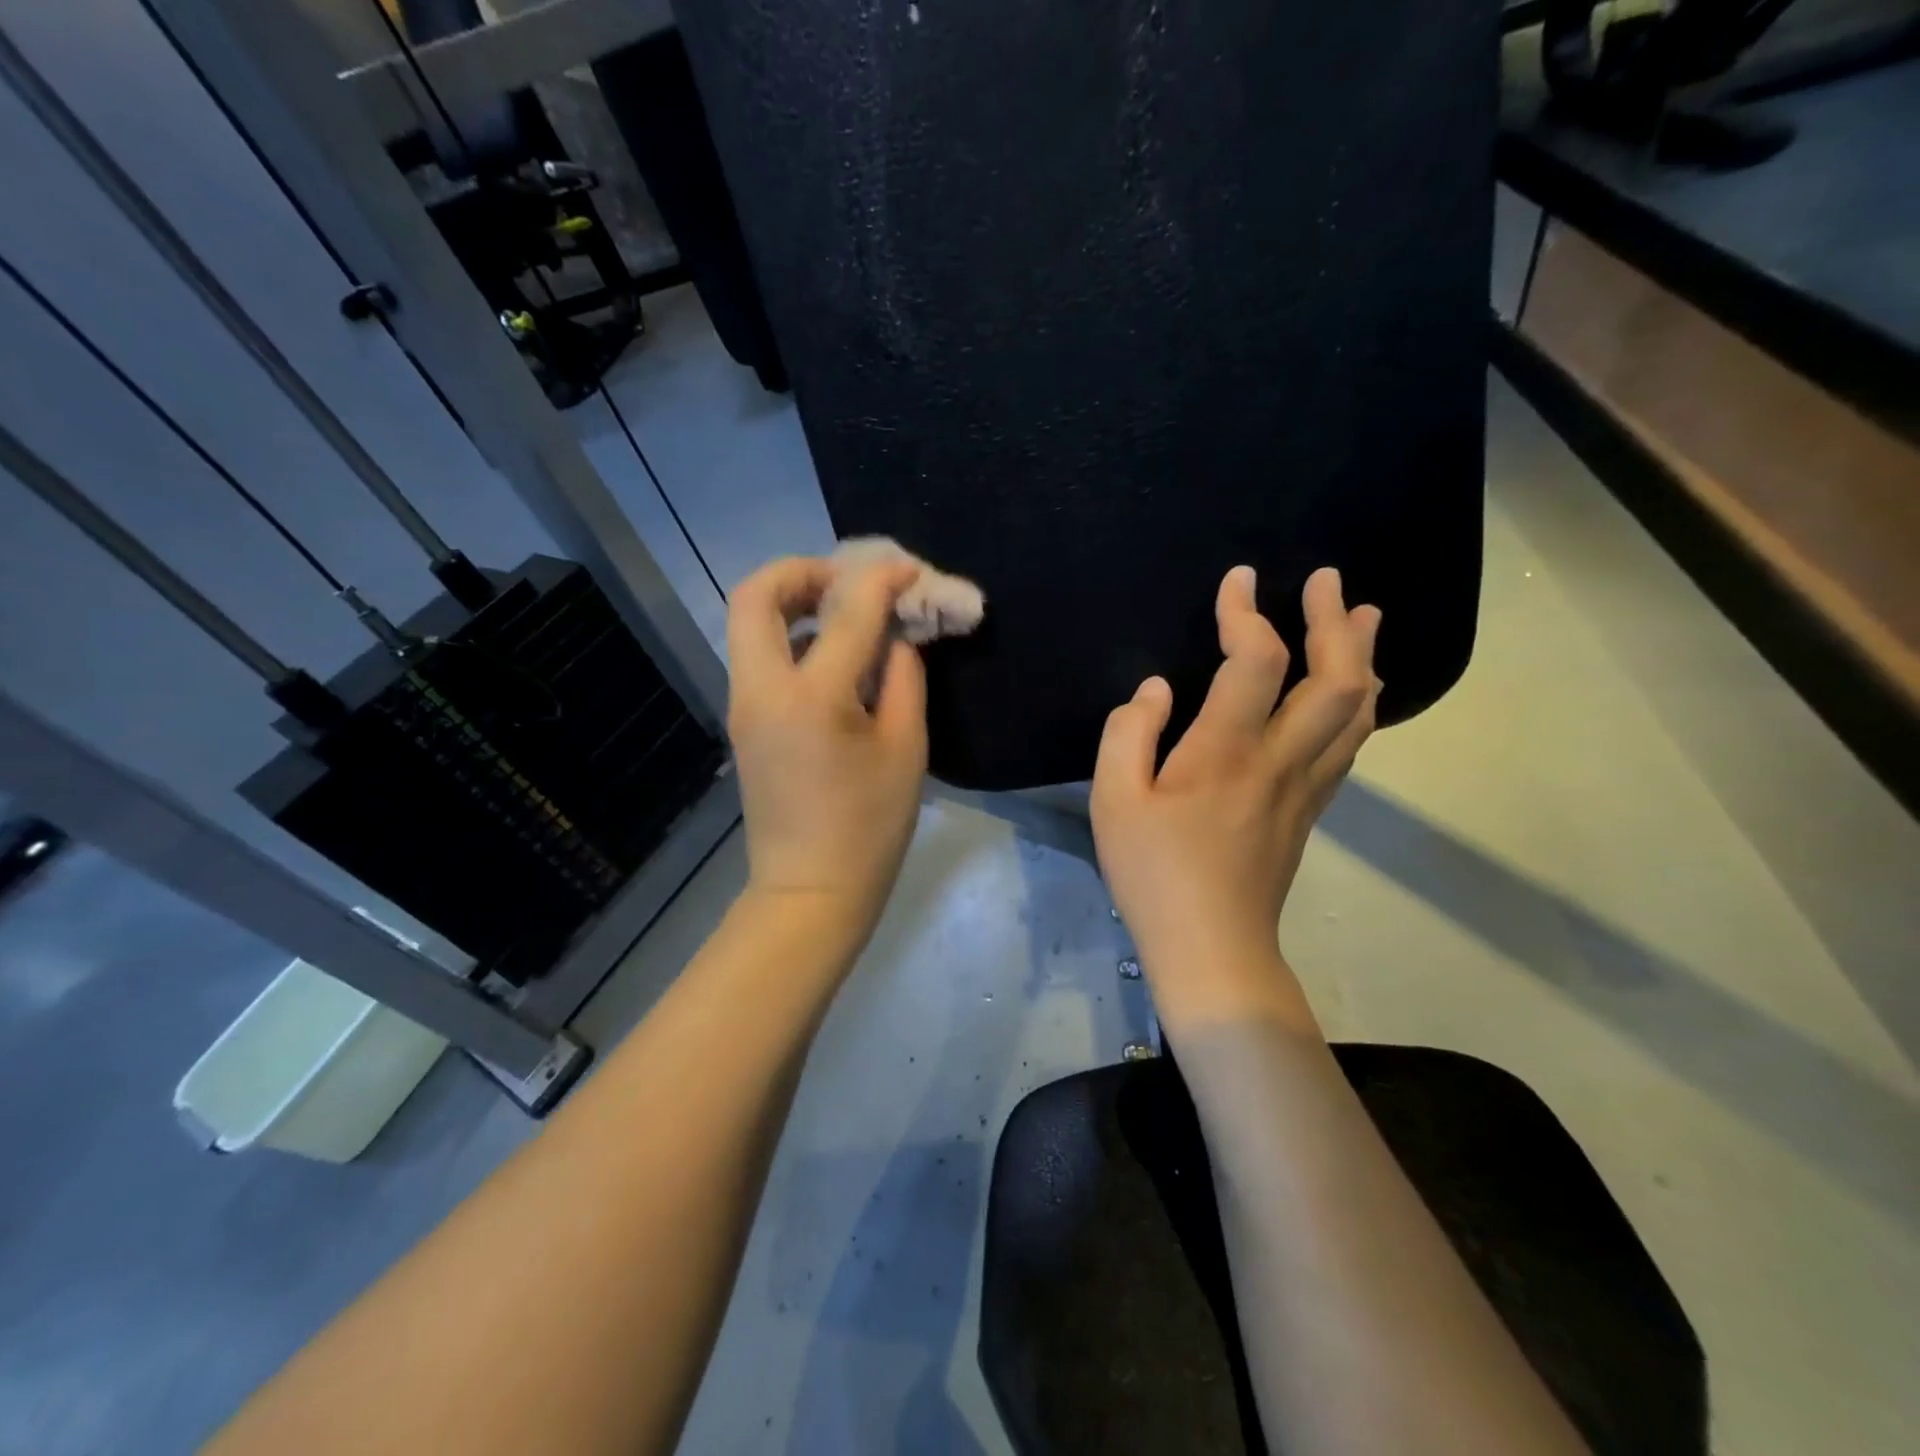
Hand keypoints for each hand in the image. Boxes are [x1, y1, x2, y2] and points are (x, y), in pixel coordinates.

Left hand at [726, 554, 928, 945]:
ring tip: (844, 613)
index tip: (908, 571)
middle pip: (755, 597)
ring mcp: (744, 706)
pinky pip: (759, 656)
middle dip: (801, 571)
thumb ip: (905, 679)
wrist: (810, 891)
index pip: (847, 613)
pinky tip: (833, 655)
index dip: (880, 580)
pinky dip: (791, 636)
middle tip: (847, 581)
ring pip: (749, 624)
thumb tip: (896, 638)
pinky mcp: (745, 723)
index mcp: (811, 698)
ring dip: (793, 602)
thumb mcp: (907, 750)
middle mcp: (763, 690)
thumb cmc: (870, 827)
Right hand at [1090, 566, 1380, 1023]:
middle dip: (1335, 621)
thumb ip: (1128, 734)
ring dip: (1362, 656)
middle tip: (1328, 581)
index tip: (1239, 580)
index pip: (1254, 661)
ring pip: (1358, 711)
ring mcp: (1305, 787)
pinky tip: (1355, 690)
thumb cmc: (1153, 873)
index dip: (1248, 613)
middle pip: (1336, 679)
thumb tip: (1156, 690)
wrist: (1212, 948)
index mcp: (1226, 752)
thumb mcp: (1114, 801)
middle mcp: (1280, 760)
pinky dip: (1361, 703)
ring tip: (1363, 616)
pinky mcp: (1310, 809)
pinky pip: (1351, 744)